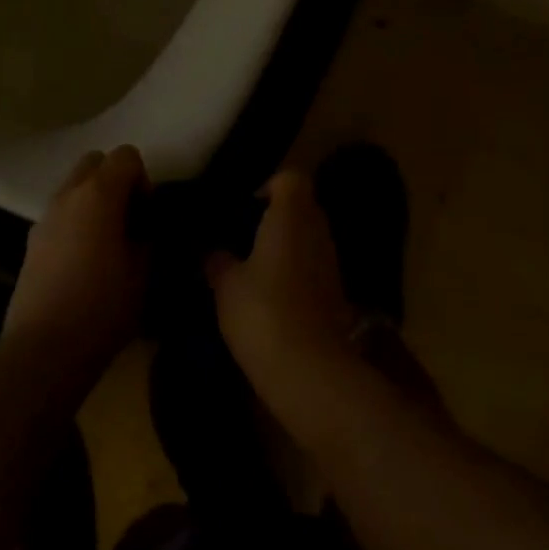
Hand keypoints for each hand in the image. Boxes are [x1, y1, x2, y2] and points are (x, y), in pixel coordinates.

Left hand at [4, 146, 149, 378]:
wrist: (43, 350)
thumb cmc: (102, 306)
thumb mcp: (144, 271)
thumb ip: (148, 236)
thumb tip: (144, 228)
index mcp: (99, 192)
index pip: (126, 155)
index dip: (143, 180)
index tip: (146, 216)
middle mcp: (68, 193)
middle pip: (95, 161)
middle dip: (114, 180)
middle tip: (127, 220)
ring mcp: (45, 216)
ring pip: (73, 187)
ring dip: (92, 202)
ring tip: (105, 244)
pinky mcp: (30, 242)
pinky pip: (59, 215)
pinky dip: (74, 223)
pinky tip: (82, 264)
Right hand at [206, 171, 362, 439]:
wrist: (311, 371)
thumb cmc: (263, 313)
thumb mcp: (226, 285)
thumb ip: (217, 260)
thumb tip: (210, 250)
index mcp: (290, 215)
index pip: (291, 178)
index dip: (270, 185)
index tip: (247, 207)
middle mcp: (316, 230)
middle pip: (302, 206)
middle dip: (277, 216)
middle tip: (246, 237)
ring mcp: (331, 262)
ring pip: (309, 237)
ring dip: (288, 246)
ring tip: (256, 269)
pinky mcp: (338, 293)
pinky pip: (315, 266)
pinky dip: (299, 273)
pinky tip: (274, 298)